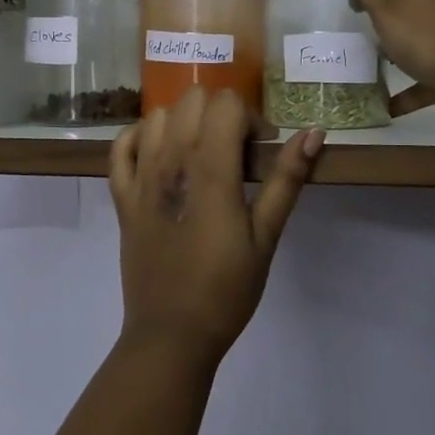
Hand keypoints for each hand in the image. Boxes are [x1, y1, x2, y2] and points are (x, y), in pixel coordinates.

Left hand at [108, 87, 323, 365]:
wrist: (171, 334)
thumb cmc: (227, 289)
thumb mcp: (266, 236)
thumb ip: (286, 179)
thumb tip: (313, 132)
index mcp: (210, 170)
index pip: (225, 104)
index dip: (249, 118)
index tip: (260, 151)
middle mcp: (170, 162)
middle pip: (191, 100)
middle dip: (219, 114)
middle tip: (235, 152)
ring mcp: (140, 178)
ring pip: (157, 116)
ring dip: (183, 122)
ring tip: (200, 154)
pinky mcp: (122, 197)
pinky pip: (121, 147)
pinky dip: (140, 138)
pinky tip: (159, 155)